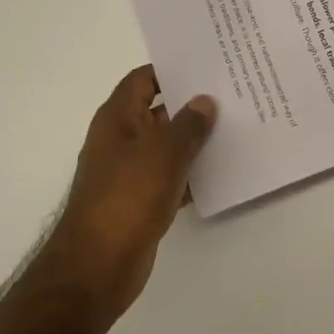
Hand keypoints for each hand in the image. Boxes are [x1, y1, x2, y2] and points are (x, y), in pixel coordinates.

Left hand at [43, 66, 216, 323]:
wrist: (98, 265)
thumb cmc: (127, 197)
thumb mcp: (163, 153)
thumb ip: (188, 124)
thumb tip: (204, 101)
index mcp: (117, 118)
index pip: (143, 79)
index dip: (172, 70)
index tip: (207, 67)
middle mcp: (120, 139)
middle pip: (158, 111)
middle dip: (191, 105)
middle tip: (232, 95)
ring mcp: (129, 172)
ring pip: (167, 146)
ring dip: (195, 140)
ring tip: (236, 129)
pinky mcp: (139, 200)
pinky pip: (170, 177)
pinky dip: (191, 173)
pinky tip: (222, 172)